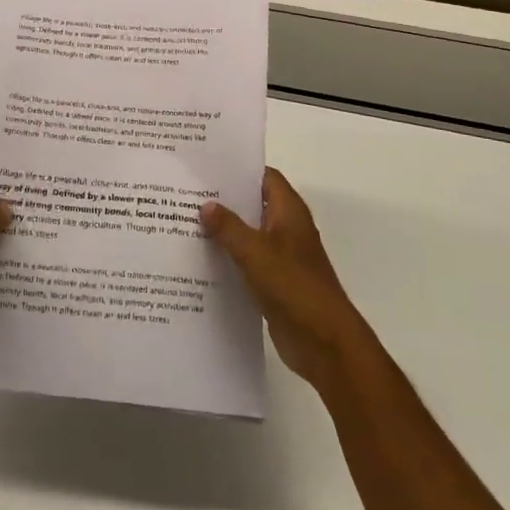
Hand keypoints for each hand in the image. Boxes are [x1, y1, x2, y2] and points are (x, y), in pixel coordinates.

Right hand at [202, 168, 369, 388]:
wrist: (324, 342)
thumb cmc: (293, 286)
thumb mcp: (255, 252)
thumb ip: (229, 227)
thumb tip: (206, 204)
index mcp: (289, 212)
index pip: (264, 177)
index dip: (239, 169)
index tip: (207, 166)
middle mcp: (286, 229)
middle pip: (253, 204)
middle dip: (224, 199)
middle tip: (187, 192)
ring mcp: (281, 257)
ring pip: (248, 234)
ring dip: (223, 231)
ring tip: (185, 221)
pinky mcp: (274, 282)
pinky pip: (247, 262)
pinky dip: (228, 258)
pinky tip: (200, 259)